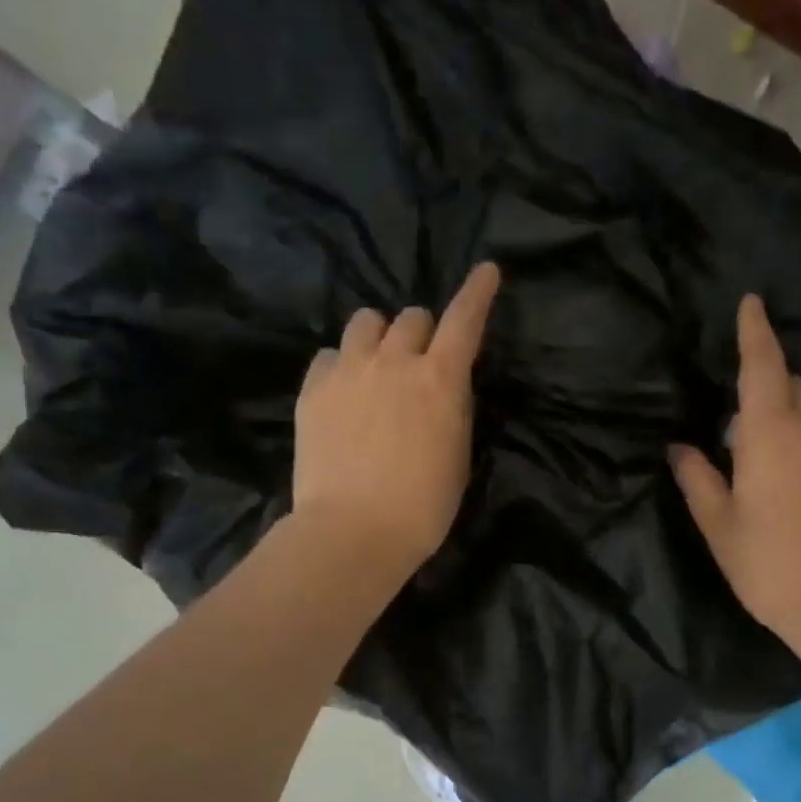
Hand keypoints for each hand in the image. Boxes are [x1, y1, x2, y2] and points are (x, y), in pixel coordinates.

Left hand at [292, 262, 500, 573]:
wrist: (354, 531)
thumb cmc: (423, 506)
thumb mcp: (457, 454)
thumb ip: (453, 408)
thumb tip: (445, 387)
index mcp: (440, 379)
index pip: (465, 319)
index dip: (478, 292)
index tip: (487, 271)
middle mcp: (394, 361)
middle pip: (412, 316)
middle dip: (421, 333)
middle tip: (418, 363)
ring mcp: (348, 371)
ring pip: (365, 322)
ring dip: (378, 338)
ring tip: (375, 367)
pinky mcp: (313, 390)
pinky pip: (328, 355)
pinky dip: (341, 365)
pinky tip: (343, 393)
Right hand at [671, 293, 800, 656]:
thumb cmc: (769, 564)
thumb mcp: (719, 524)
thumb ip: (697, 478)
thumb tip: (679, 447)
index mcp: (766, 430)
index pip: (760, 362)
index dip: (754, 329)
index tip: (752, 302)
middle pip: (791, 383)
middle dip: (771, 398)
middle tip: (758, 442)